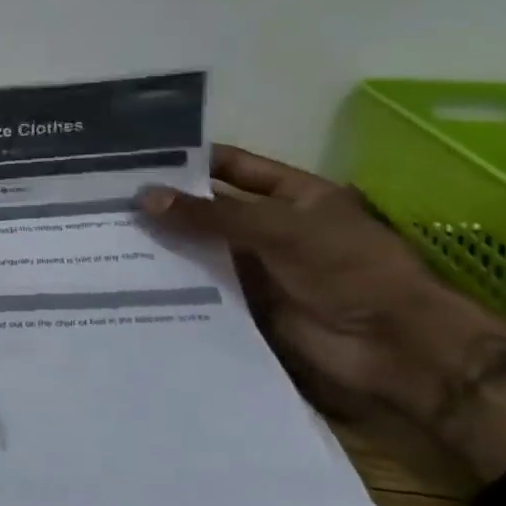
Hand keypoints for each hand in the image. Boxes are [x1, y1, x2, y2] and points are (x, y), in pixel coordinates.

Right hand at [137, 145, 479, 423]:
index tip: (137, 159)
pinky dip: (176, 280)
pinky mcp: (250, 304)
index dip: (190, 161)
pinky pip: (207, 286)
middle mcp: (273, 226)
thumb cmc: (349, 268)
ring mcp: (261, 266)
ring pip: (205, 247)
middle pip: (212, 208)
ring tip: (110, 232)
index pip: (232, 167)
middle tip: (109, 197)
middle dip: (170, 203)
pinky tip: (134, 273)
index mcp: (293, 195)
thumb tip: (145, 196)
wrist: (395, 347)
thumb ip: (212, 214)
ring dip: (168, 242)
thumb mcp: (279, 228)